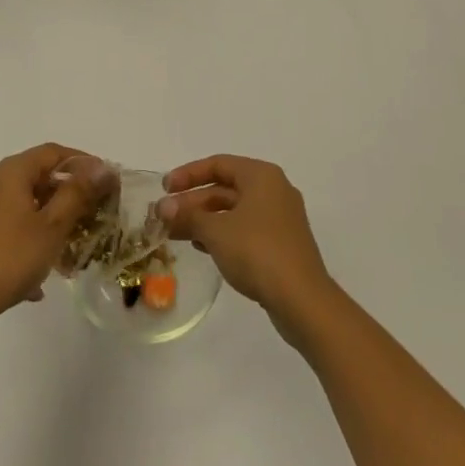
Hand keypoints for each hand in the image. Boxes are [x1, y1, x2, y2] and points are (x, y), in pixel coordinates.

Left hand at [0, 144, 112, 332]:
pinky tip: (35, 282)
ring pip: (19, 206)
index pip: (52, 152)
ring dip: (45, 222)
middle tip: (90, 217)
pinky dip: (24, 242)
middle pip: (34, 177)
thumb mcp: (52, 226)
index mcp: (10, 172)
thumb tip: (101, 166)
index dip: (81, 161)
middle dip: (64, 195)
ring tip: (65, 251)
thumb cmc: (9, 259)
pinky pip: (4, 229)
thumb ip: (77, 193)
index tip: (105, 180)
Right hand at [158, 155, 333, 326]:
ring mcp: (280, 218)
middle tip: (164, 216)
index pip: (218, 164)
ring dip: (204, 220)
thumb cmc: (257, 252)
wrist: (302, 301)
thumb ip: (187, 215)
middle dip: (193, 202)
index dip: (187, 174)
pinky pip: (245, 229)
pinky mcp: (281, 244)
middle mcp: (273, 190)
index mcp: (261, 176)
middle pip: (224, 188)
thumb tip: (162, 208)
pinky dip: (222, 234)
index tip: (164, 189)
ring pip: (233, 211)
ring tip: (176, 233)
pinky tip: (202, 247)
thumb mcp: (216, 231)